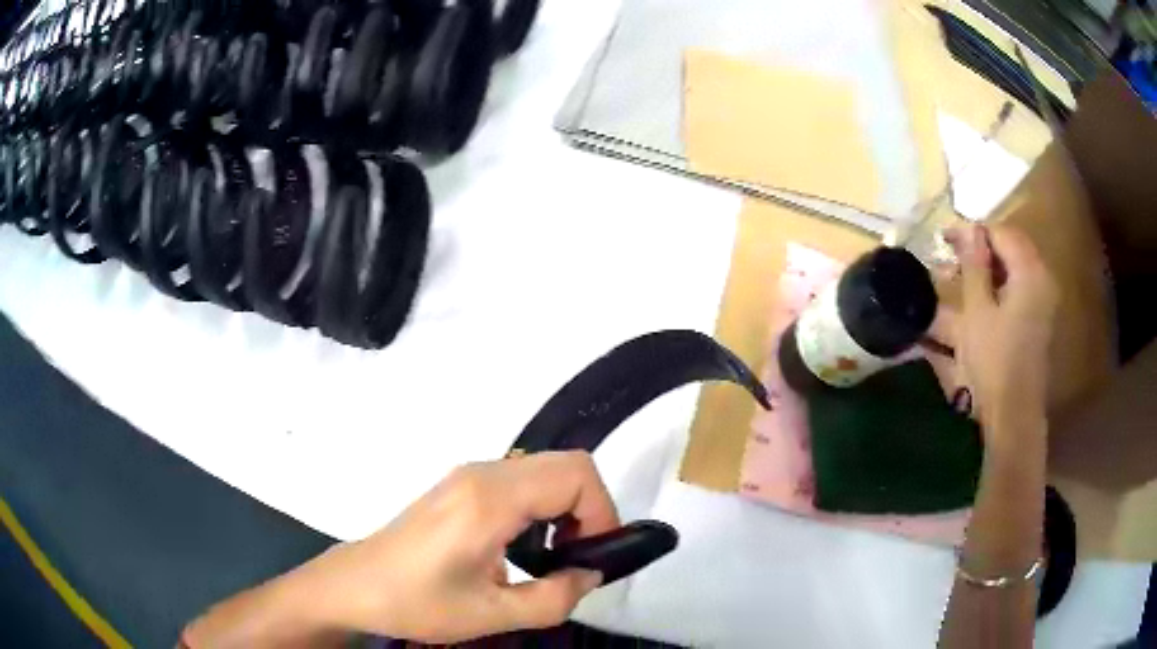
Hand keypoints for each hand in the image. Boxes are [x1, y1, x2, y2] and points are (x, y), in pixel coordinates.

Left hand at [184, 452, 617, 646]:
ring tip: (555, 556)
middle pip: (565, 465)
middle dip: (589, 509)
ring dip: (566, 507)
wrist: (356, 587)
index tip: (594, 557)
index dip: (601, 513)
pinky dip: (542, 505)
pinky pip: (521, 480)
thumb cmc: (417, 602)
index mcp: (490, 500)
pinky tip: (526, 545)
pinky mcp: (460, 486)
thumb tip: (591, 575)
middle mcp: (482, 474)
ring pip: (543, 469)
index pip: (574, 476)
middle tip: (578, 557)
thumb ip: (556, 598)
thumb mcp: (492, 614)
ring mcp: (468, 476)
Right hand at [947, 225, 1057, 450]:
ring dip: (987, 268)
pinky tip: (979, 299)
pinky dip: (997, 286)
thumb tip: (967, 228)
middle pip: (1010, 248)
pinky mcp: (1039, 319)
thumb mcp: (977, 311)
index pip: (1001, 233)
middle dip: (979, 249)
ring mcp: (1043, 300)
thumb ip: (974, 265)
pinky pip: (1018, 288)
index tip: (945, 237)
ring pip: (1014, 268)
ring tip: (959, 280)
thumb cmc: (994, 361)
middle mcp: (1042, 279)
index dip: (972, 232)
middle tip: (951, 258)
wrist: (1014, 414)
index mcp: (1030, 273)